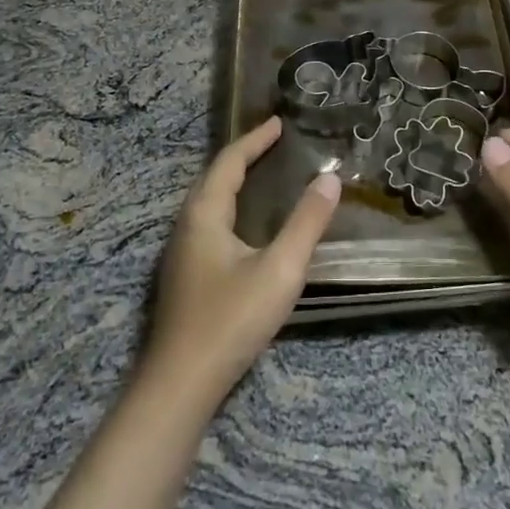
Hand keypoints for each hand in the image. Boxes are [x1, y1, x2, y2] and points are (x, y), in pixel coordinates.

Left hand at [145, 116, 339, 407]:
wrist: (180, 385)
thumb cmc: (230, 320)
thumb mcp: (279, 269)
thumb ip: (306, 222)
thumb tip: (329, 177)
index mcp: (204, 214)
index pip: (229, 162)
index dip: (255, 140)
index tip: (279, 123)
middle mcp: (187, 225)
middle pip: (214, 178)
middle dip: (244, 156)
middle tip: (273, 144)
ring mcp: (182, 253)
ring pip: (209, 203)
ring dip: (234, 182)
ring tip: (262, 176)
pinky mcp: (185, 276)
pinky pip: (209, 223)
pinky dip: (231, 207)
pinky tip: (246, 228)